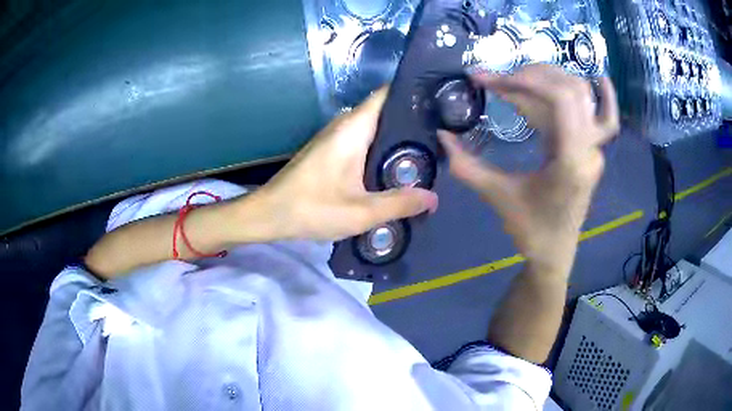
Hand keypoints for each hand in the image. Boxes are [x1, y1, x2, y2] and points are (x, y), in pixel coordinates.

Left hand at [252, 88, 438, 240]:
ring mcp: (335, 136)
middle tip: (441, 132)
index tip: (439, 102)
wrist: (269, 214)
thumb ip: (399, 203)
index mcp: (353, 129)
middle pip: (383, 109)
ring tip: (428, 147)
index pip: (386, 94)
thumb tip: (433, 198)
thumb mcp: (361, 212)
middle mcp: (344, 125)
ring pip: (373, 125)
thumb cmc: (311, 208)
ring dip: (396, 135)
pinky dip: (381, 146)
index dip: (412, 93)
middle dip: (411, 118)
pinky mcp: (329, 149)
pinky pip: (362, 138)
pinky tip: (396, 163)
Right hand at [439, 65, 619, 273]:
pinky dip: (605, 96)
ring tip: (522, 77)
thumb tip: (441, 135)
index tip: (489, 80)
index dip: (526, 80)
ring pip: (584, 98)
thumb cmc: (531, 231)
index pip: (561, 100)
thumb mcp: (498, 197)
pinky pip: (605, 117)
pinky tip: (601, 78)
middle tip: (498, 80)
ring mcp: (595, 149)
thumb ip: (467, 166)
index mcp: (571, 162)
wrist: (555, 252)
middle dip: (531, 77)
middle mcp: (590, 149)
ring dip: (552, 79)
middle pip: (571, 91)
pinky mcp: (593, 149)